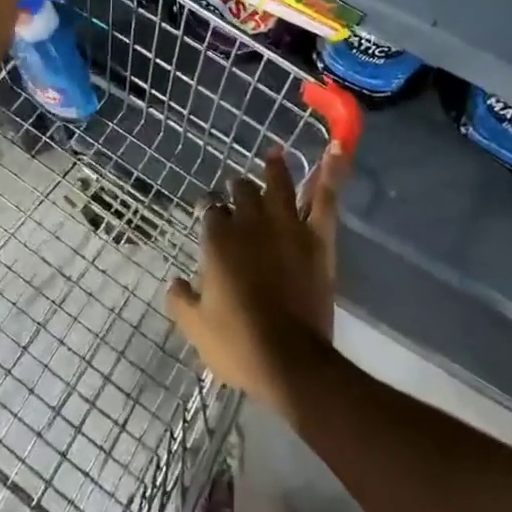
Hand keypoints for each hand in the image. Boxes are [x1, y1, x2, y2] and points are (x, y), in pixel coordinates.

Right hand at [166, 143, 350, 414]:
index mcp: (218, 239)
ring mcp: (287, 226)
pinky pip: (325, 198)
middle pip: (242, 190)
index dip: (208, 207)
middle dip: (237, 186)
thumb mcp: (195, 328)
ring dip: (275, 167)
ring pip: (279, 184)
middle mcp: (250, 222)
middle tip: (237, 186)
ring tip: (274, 153)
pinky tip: (337, 149)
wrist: (289, 361)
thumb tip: (173, 283)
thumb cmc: (238, 344)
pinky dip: (332, 172)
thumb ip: (180, 300)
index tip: (208, 210)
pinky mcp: (317, 238)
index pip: (210, 209)